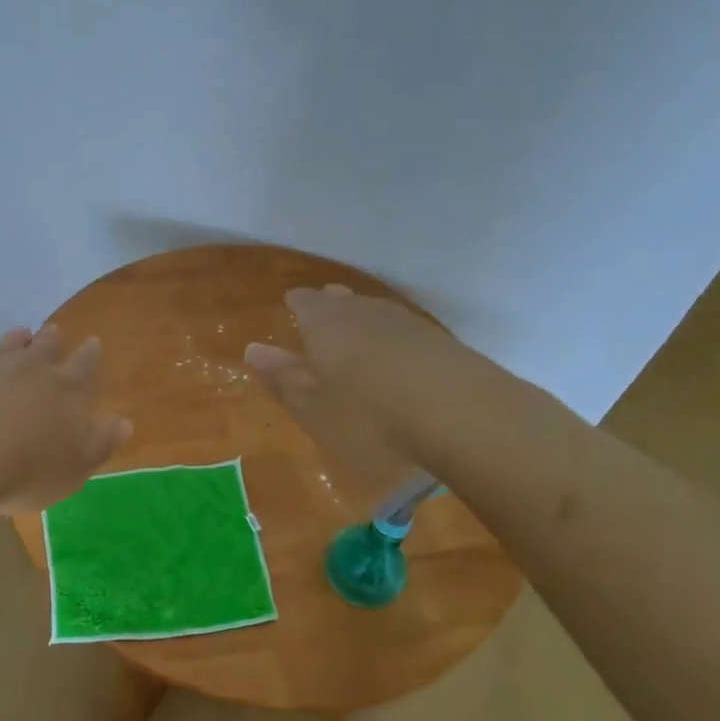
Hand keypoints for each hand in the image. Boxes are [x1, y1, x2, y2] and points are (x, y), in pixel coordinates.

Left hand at [0, 325, 131, 513]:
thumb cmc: (26, 471)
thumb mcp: (75, 468)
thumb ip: (100, 443)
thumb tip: (124, 422)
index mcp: (67, 390)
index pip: (86, 365)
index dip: (91, 354)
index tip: (93, 342)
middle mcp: (31, 368)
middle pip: (46, 346)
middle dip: (53, 340)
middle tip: (55, 331)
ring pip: (8, 344)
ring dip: (16, 339)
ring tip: (20, 334)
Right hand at [243, 284, 463, 486]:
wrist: (465, 417)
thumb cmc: (371, 418)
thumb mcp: (315, 410)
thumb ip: (284, 379)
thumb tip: (254, 349)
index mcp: (326, 323)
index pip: (305, 301)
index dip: (297, 304)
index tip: (291, 307)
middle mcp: (364, 312)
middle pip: (342, 301)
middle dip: (330, 310)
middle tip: (322, 320)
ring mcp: (407, 323)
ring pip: (376, 314)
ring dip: (363, 324)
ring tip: (357, 339)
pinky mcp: (441, 342)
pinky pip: (405, 333)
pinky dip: (394, 342)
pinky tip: (398, 361)